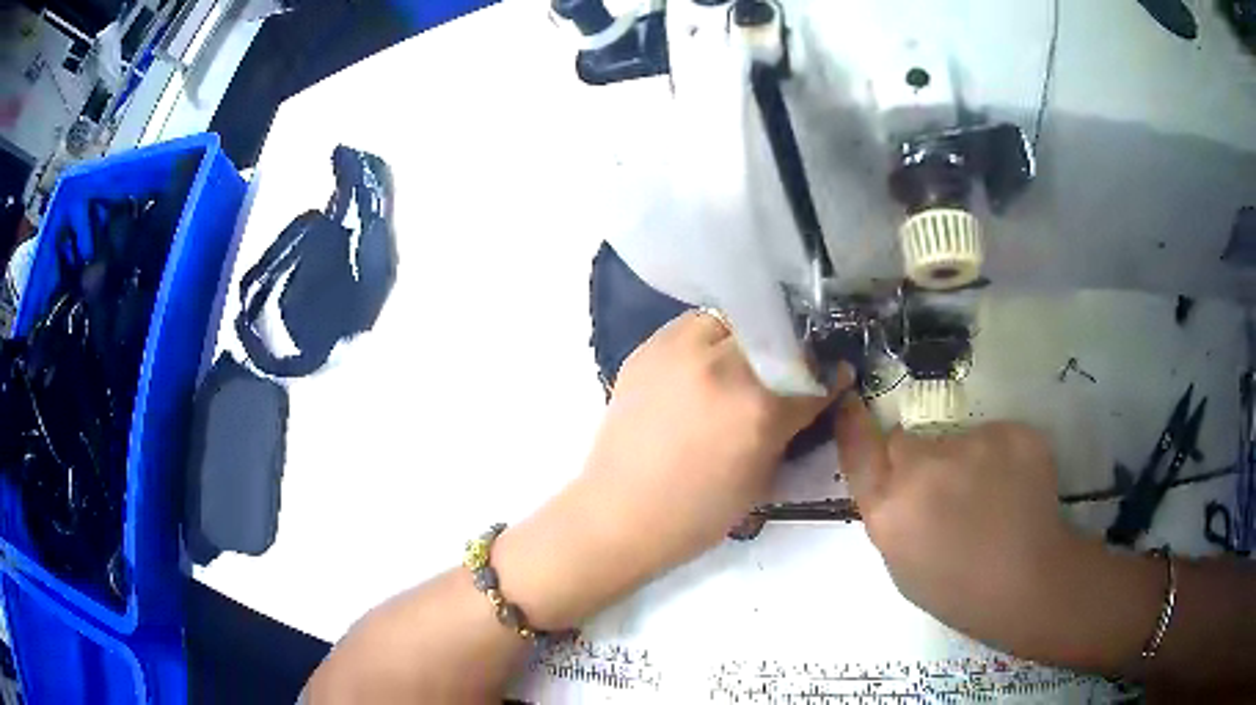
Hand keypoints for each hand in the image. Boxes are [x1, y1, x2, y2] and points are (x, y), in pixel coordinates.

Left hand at [497, 310, 842, 627]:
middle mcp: (720, 364)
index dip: (830, 376)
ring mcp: (678, 349)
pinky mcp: (648, 348)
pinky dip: (711, 338)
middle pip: (776, 333)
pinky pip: (694, 325)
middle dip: (793, 349)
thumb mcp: (763, 476)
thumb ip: (791, 425)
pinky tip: (708, 364)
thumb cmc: (698, 513)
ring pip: (733, 318)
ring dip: (750, 336)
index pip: (812, 373)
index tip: (836, 373)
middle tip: (792, 367)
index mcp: (756, 405)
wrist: (620, 513)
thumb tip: (814, 393)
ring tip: (747, 360)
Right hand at [834, 394, 1093, 656]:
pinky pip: (995, 436)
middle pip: (908, 442)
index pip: (858, 450)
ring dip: (966, 461)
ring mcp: (972, 445)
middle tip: (946, 492)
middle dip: (919, 460)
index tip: (851, 404)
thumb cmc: (958, 589)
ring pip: (958, 440)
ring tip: (991, 499)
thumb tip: (895, 480)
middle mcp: (924, 469)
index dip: (853, 424)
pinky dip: (1001, 457)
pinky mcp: (1012, 432)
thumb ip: (891, 514)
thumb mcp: (903, 565)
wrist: (1028, 583)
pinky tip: (1014, 489)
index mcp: (890, 510)